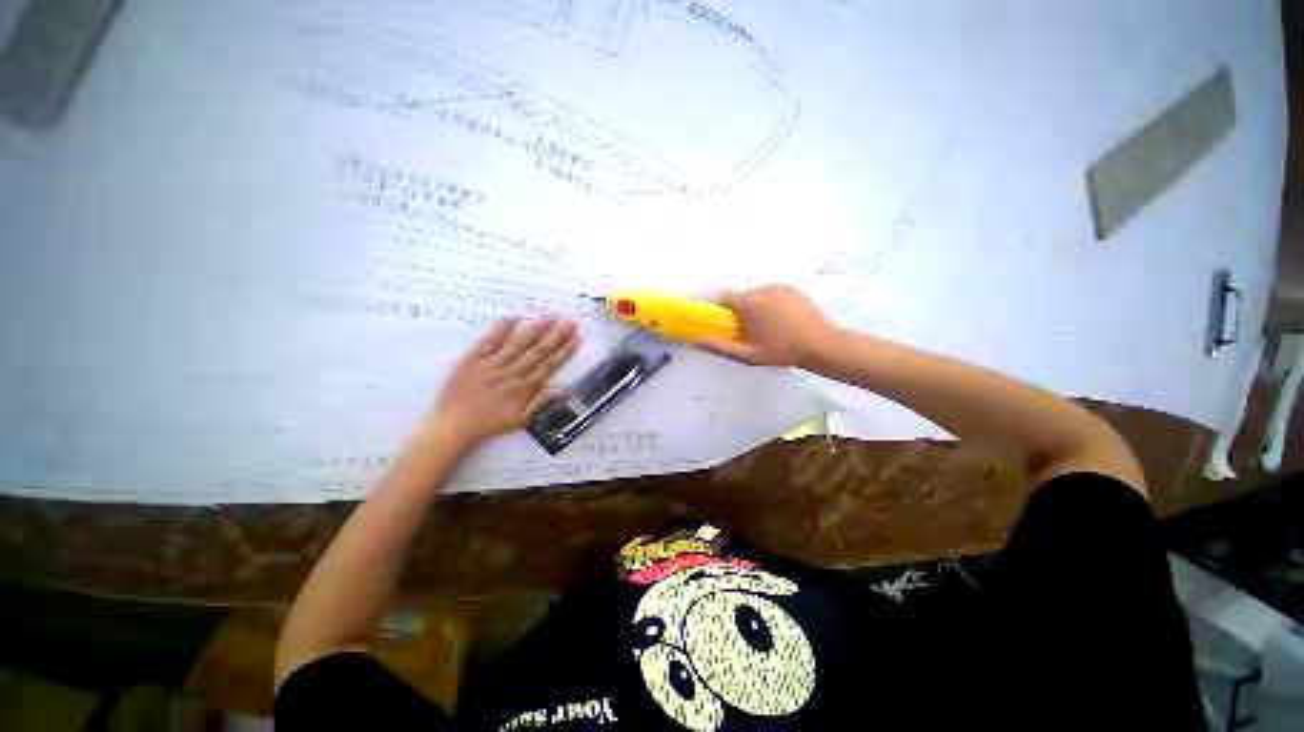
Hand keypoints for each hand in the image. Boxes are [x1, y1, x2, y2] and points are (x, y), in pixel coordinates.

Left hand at [428, 316, 579, 448]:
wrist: (454, 426)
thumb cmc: (490, 424)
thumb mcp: (520, 421)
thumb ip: (540, 404)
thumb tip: (560, 388)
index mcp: (524, 388)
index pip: (549, 365)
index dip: (564, 351)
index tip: (576, 338)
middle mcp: (511, 374)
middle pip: (538, 351)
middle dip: (556, 336)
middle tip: (569, 321)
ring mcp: (492, 365)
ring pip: (518, 344)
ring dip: (535, 329)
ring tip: (549, 316)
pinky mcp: (473, 360)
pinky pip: (489, 342)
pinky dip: (501, 329)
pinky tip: (515, 317)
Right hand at [697, 285, 838, 366]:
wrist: (821, 344)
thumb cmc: (782, 351)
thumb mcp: (749, 355)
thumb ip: (721, 347)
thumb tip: (698, 341)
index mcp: (749, 305)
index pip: (725, 297)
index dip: (724, 310)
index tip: (730, 324)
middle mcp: (762, 290)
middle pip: (742, 297)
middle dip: (743, 311)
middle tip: (754, 331)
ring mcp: (779, 287)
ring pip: (758, 295)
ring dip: (758, 307)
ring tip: (772, 327)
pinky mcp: (792, 289)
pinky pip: (773, 293)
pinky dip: (772, 303)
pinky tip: (783, 319)